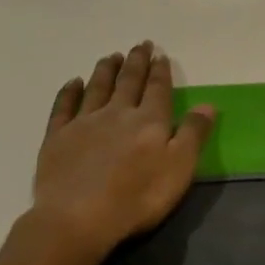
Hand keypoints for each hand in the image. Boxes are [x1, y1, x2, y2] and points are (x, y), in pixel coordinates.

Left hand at [30, 42, 215, 260]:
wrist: (77, 219)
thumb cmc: (136, 198)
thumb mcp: (179, 169)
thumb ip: (193, 134)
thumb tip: (208, 104)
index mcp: (149, 121)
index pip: (158, 89)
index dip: (160, 71)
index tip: (160, 54)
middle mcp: (117, 113)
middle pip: (128, 81)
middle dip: (136, 62)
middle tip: (140, 44)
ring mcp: (84, 123)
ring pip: (97, 87)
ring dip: (106, 70)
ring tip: (111, 56)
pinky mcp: (57, 137)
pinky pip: (64, 106)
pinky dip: (69, 92)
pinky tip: (73, 82)